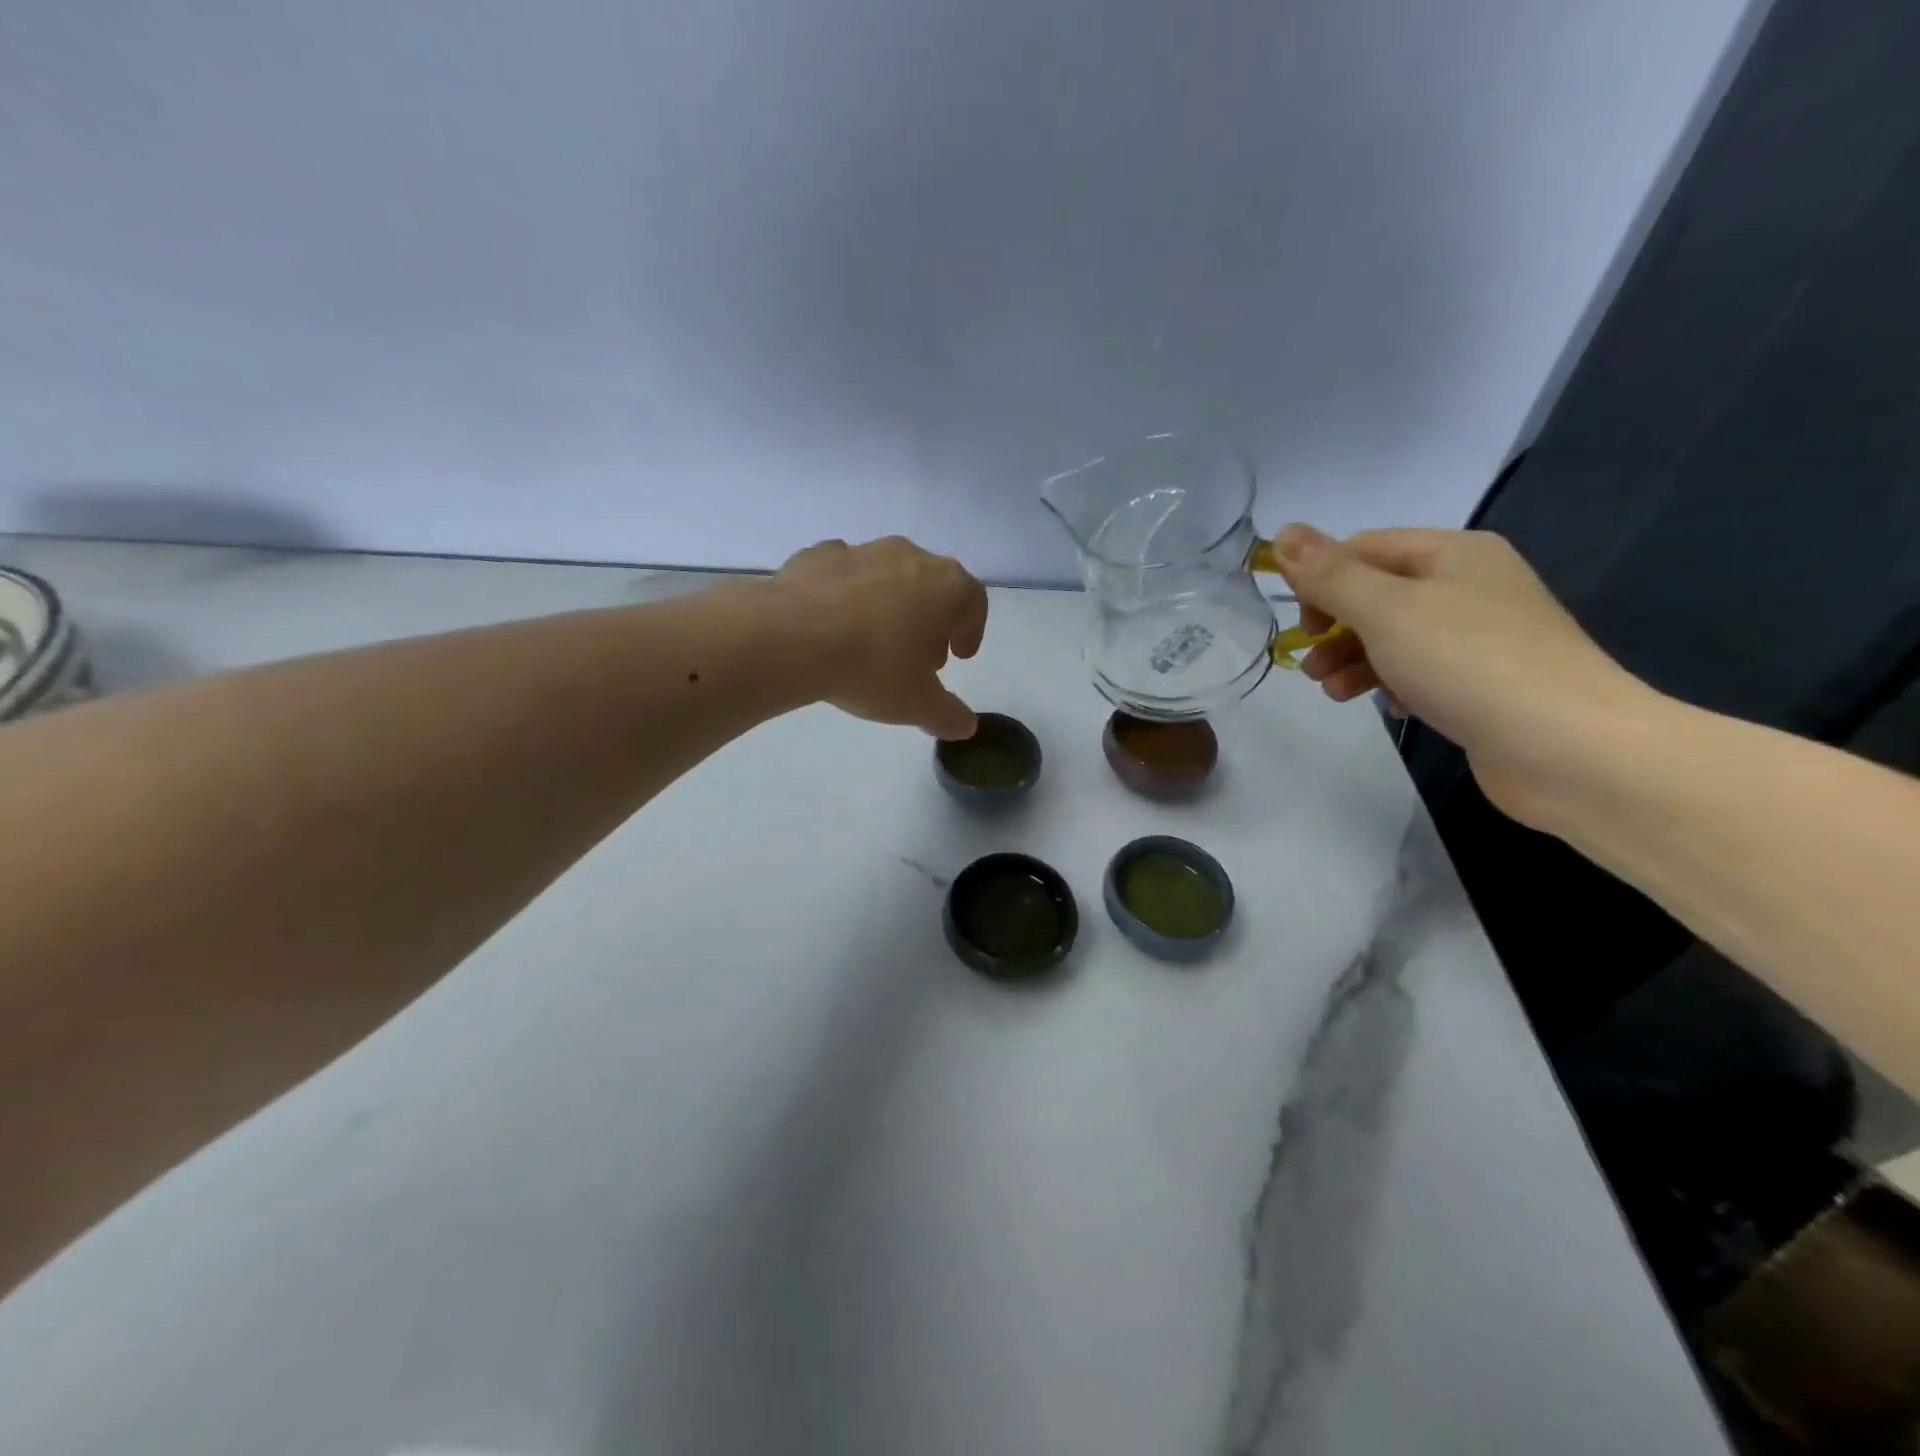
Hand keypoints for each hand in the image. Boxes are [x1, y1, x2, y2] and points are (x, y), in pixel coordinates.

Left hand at [773, 536, 988, 738]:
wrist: (790, 636)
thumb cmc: (872, 667)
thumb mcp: (917, 704)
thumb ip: (948, 715)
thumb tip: (965, 725)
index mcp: (946, 585)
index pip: (973, 601)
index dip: (970, 630)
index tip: (958, 656)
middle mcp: (909, 556)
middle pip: (932, 585)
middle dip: (930, 619)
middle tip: (917, 656)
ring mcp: (861, 550)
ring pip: (887, 576)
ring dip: (888, 605)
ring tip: (871, 642)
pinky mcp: (818, 555)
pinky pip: (843, 575)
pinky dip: (844, 596)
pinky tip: (830, 626)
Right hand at [1271, 524, 1656, 828]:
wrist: (1568, 747)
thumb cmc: (1468, 663)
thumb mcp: (1384, 610)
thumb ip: (1329, 575)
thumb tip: (1282, 532)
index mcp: (1454, 552)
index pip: (1364, 549)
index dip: (1322, 581)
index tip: (1302, 626)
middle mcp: (1470, 584)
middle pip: (1377, 595)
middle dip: (1335, 629)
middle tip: (1311, 666)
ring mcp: (1482, 636)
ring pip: (1395, 637)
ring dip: (1354, 661)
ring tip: (1335, 693)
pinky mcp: (1485, 682)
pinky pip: (1421, 671)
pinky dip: (1393, 684)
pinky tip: (1388, 708)